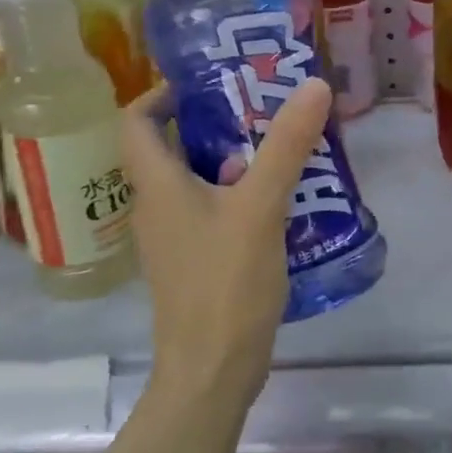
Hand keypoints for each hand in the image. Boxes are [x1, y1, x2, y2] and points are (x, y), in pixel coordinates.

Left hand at [121, 79, 333, 411]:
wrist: (213, 371)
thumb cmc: (225, 283)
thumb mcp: (260, 207)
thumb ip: (287, 145)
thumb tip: (313, 84)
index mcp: (158, 185)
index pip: (138, 121)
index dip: (164, 93)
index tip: (211, 81)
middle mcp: (157, 206)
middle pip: (174, 146)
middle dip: (215, 119)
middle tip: (263, 103)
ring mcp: (176, 236)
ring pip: (198, 178)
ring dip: (235, 155)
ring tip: (282, 142)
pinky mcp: (198, 259)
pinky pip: (214, 208)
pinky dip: (242, 192)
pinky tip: (284, 195)